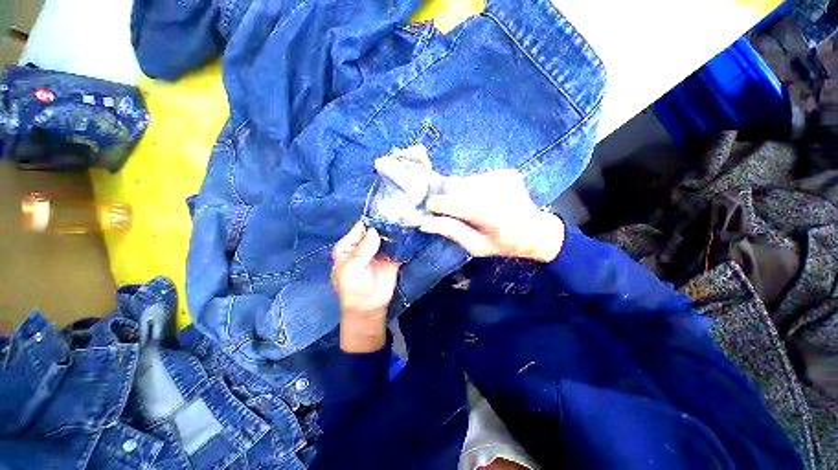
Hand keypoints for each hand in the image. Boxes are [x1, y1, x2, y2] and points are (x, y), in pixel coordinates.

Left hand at [331, 222, 400, 352]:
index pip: (360, 227)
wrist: (369, 309)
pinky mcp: (392, 258)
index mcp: (349, 246)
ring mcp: (379, 250)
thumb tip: (374, 230)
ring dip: (396, 229)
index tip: (386, 210)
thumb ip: (362, 251)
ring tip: (408, 218)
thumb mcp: (351, 271)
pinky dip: (403, 240)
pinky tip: (411, 232)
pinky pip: (397, 246)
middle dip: (386, 222)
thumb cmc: (353, 290)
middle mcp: (365, 244)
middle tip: (401, 212)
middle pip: (376, 229)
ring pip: (388, 236)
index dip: (372, 219)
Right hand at [420, 169, 564, 262]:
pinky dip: (472, 188)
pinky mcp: (506, 172)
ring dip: (460, 192)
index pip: (456, 203)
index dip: (438, 204)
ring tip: (470, 207)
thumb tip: (426, 222)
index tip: (429, 208)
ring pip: (464, 179)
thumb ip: (452, 231)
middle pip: (456, 184)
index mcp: (492, 215)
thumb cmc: (504, 244)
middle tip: (451, 210)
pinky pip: (477, 177)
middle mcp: (497, 190)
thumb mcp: (476, 247)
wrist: (535, 231)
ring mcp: (503, 178)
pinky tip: (482, 199)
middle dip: (448, 196)